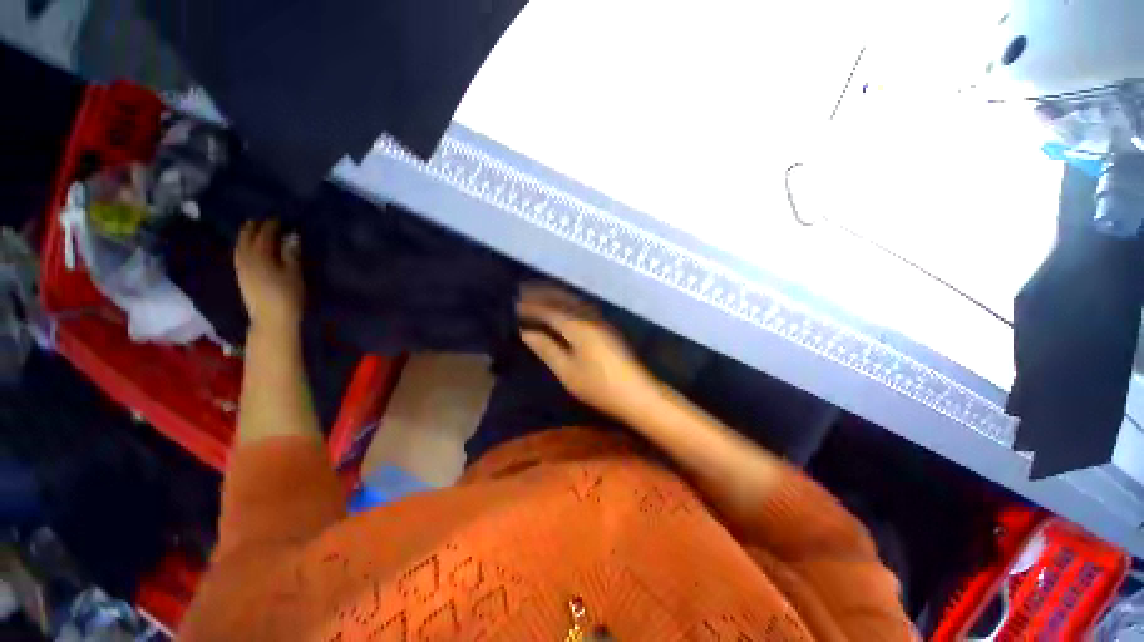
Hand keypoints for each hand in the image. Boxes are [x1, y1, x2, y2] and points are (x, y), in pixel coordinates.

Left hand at [234, 219, 303, 334]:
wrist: (272, 320)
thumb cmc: (288, 296)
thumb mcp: (294, 273)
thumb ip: (291, 253)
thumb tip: (291, 236)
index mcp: (260, 256)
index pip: (265, 235)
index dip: (272, 225)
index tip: (280, 218)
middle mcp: (246, 259)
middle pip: (247, 238)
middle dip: (255, 227)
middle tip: (264, 220)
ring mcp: (241, 268)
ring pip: (240, 246)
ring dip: (246, 236)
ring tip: (253, 230)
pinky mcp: (241, 277)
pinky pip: (239, 255)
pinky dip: (243, 246)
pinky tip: (248, 247)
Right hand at [517, 285, 656, 418]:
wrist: (637, 394)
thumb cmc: (599, 386)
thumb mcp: (567, 371)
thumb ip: (546, 348)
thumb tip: (526, 332)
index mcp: (577, 326)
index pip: (549, 310)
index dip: (530, 306)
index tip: (513, 304)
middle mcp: (589, 317)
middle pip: (562, 299)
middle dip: (542, 293)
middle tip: (523, 290)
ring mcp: (600, 321)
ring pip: (573, 301)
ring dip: (555, 296)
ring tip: (538, 295)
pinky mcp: (606, 328)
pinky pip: (581, 308)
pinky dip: (566, 304)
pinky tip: (561, 308)